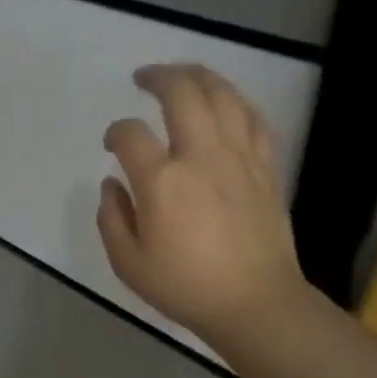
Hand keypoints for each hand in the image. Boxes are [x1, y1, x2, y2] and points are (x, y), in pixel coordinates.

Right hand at [98, 64, 305, 346]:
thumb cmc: (185, 286)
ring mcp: (239, 157)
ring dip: (199, 76)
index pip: (130, 134)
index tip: (111, 145)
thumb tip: (112, 184)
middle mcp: (201, 155)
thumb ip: (111, 218)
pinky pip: (254, 118)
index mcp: (162, 180)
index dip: (115, 133)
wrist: (254, 303)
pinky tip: (226, 104)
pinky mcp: (266, 166)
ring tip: (183, 74)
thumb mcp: (128, 263)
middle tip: (143, 77)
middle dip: (158, 76)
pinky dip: (236, 102)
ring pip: (223, 94)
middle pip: (182, 92)